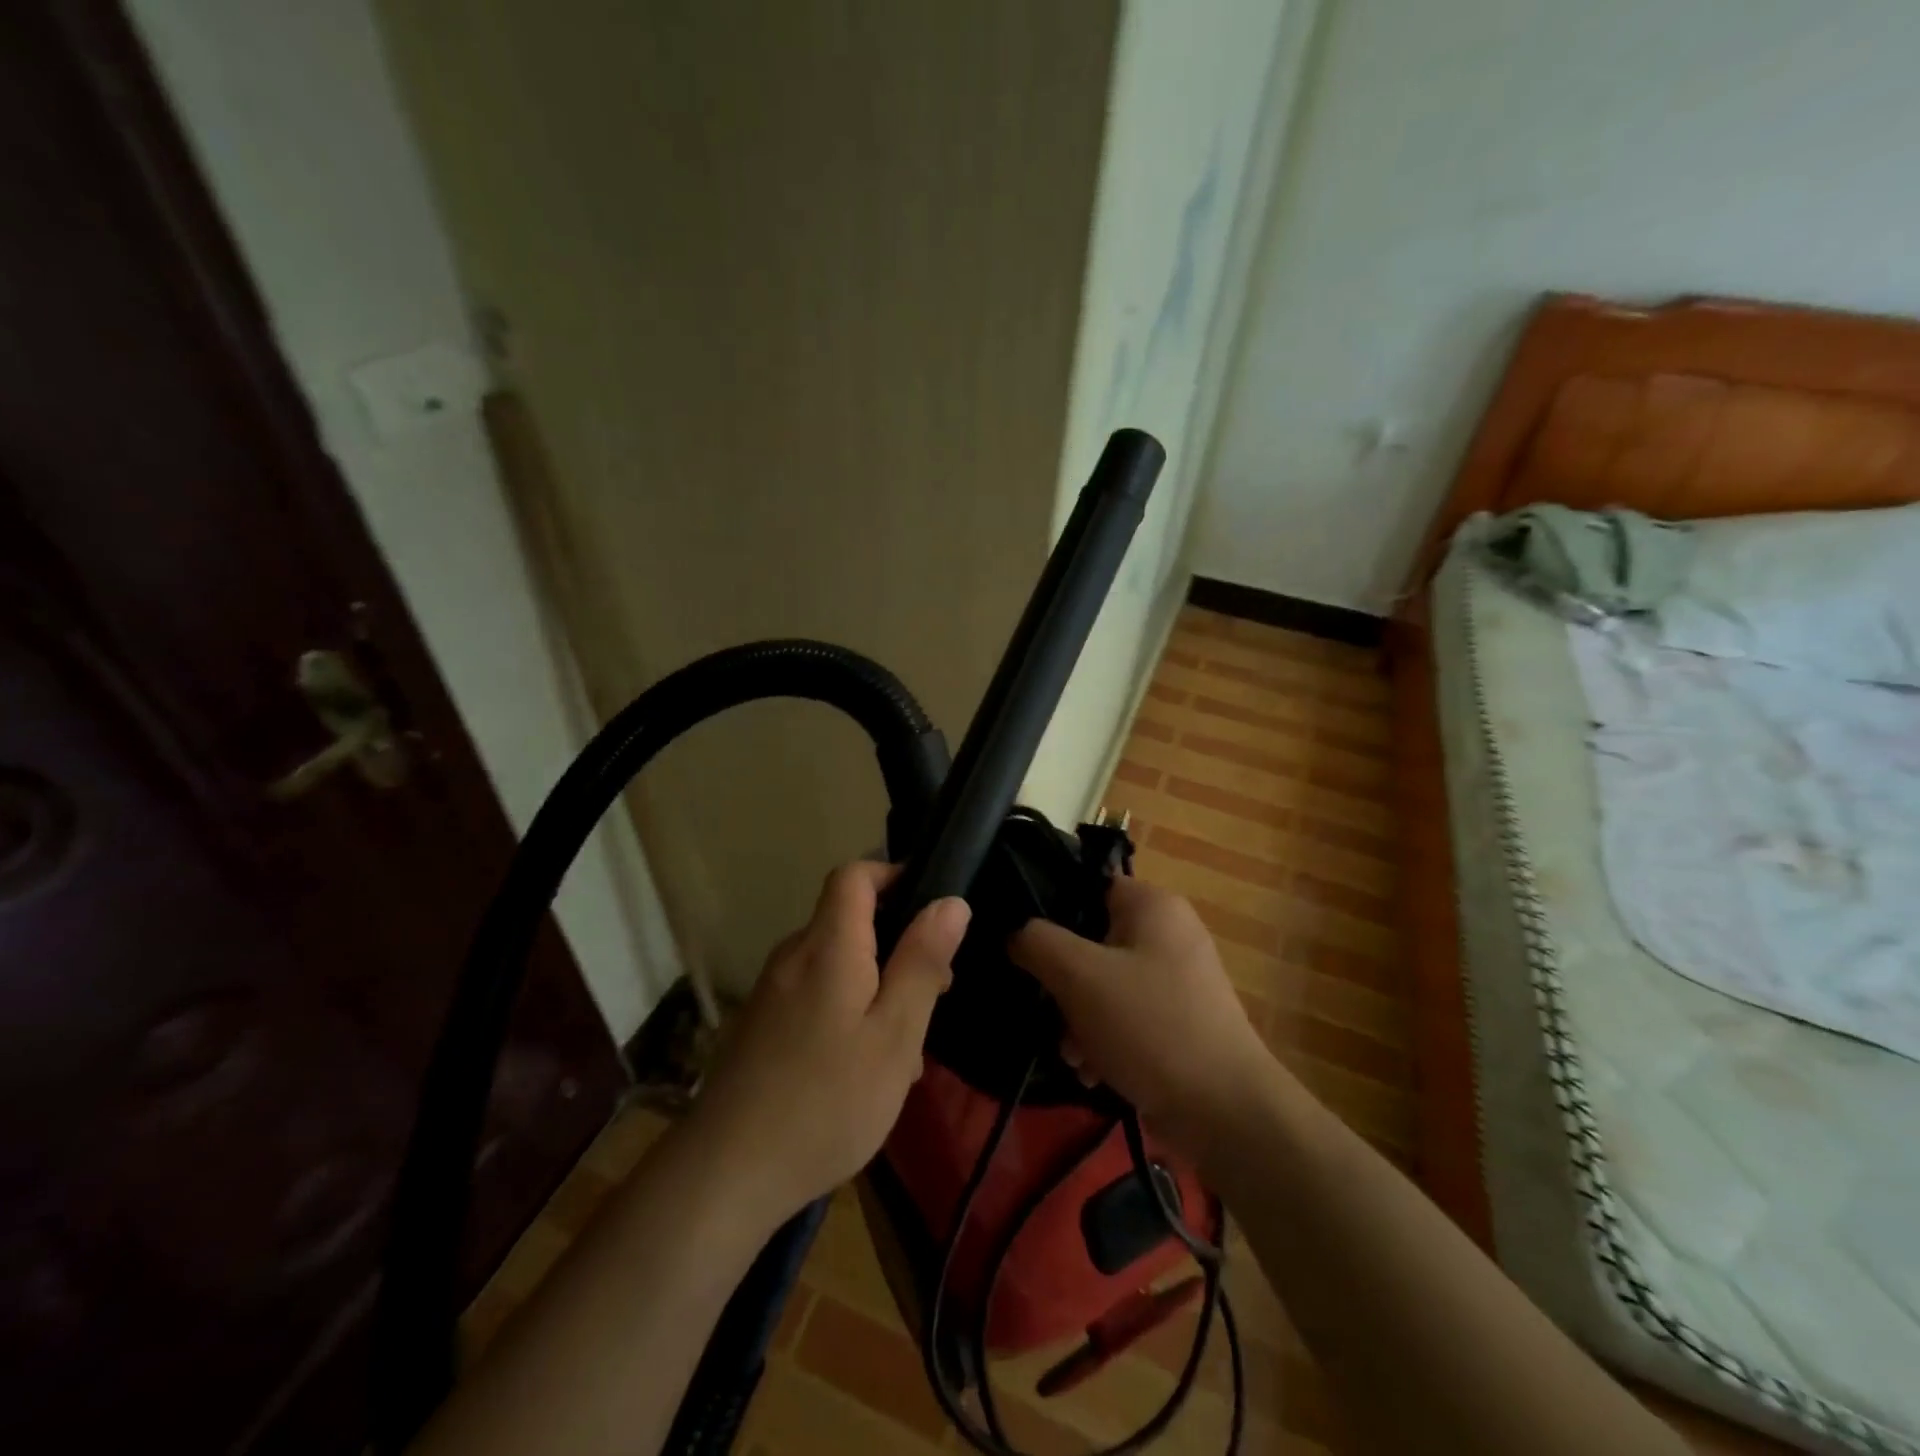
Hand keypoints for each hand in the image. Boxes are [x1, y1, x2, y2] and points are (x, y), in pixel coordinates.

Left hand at [686, 861, 969, 1224]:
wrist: (726, 1174)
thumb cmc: (827, 1101)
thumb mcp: (895, 1034)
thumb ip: (922, 963)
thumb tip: (950, 902)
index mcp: (827, 946)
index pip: (854, 875)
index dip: (893, 874)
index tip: (931, 906)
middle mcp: (793, 956)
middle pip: (848, 921)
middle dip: (896, 943)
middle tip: (935, 992)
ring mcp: (770, 992)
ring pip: (835, 964)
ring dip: (876, 985)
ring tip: (906, 1046)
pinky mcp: (759, 1025)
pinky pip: (814, 995)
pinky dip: (847, 1010)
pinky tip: (863, 1068)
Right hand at [1009, 876, 1273, 1150]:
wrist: (1225, 1111)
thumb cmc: (1149, 1025)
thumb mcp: (1079, 976)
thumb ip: (1038, 942)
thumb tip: (1017, 932)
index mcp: (1153, 905)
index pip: (1087, 886)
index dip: (1050, 910)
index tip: (1023, 944)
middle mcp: (1170, 932)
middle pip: (1092, 940)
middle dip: (1063, 982)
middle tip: (1048, 1011)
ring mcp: (1179, 979)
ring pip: (1106, 983)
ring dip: (1078, 1017)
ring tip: (1072, 1055)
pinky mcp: (1181, 1021)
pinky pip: (1128, 1015)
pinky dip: (1105, 1038)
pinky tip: (1092, 1072)